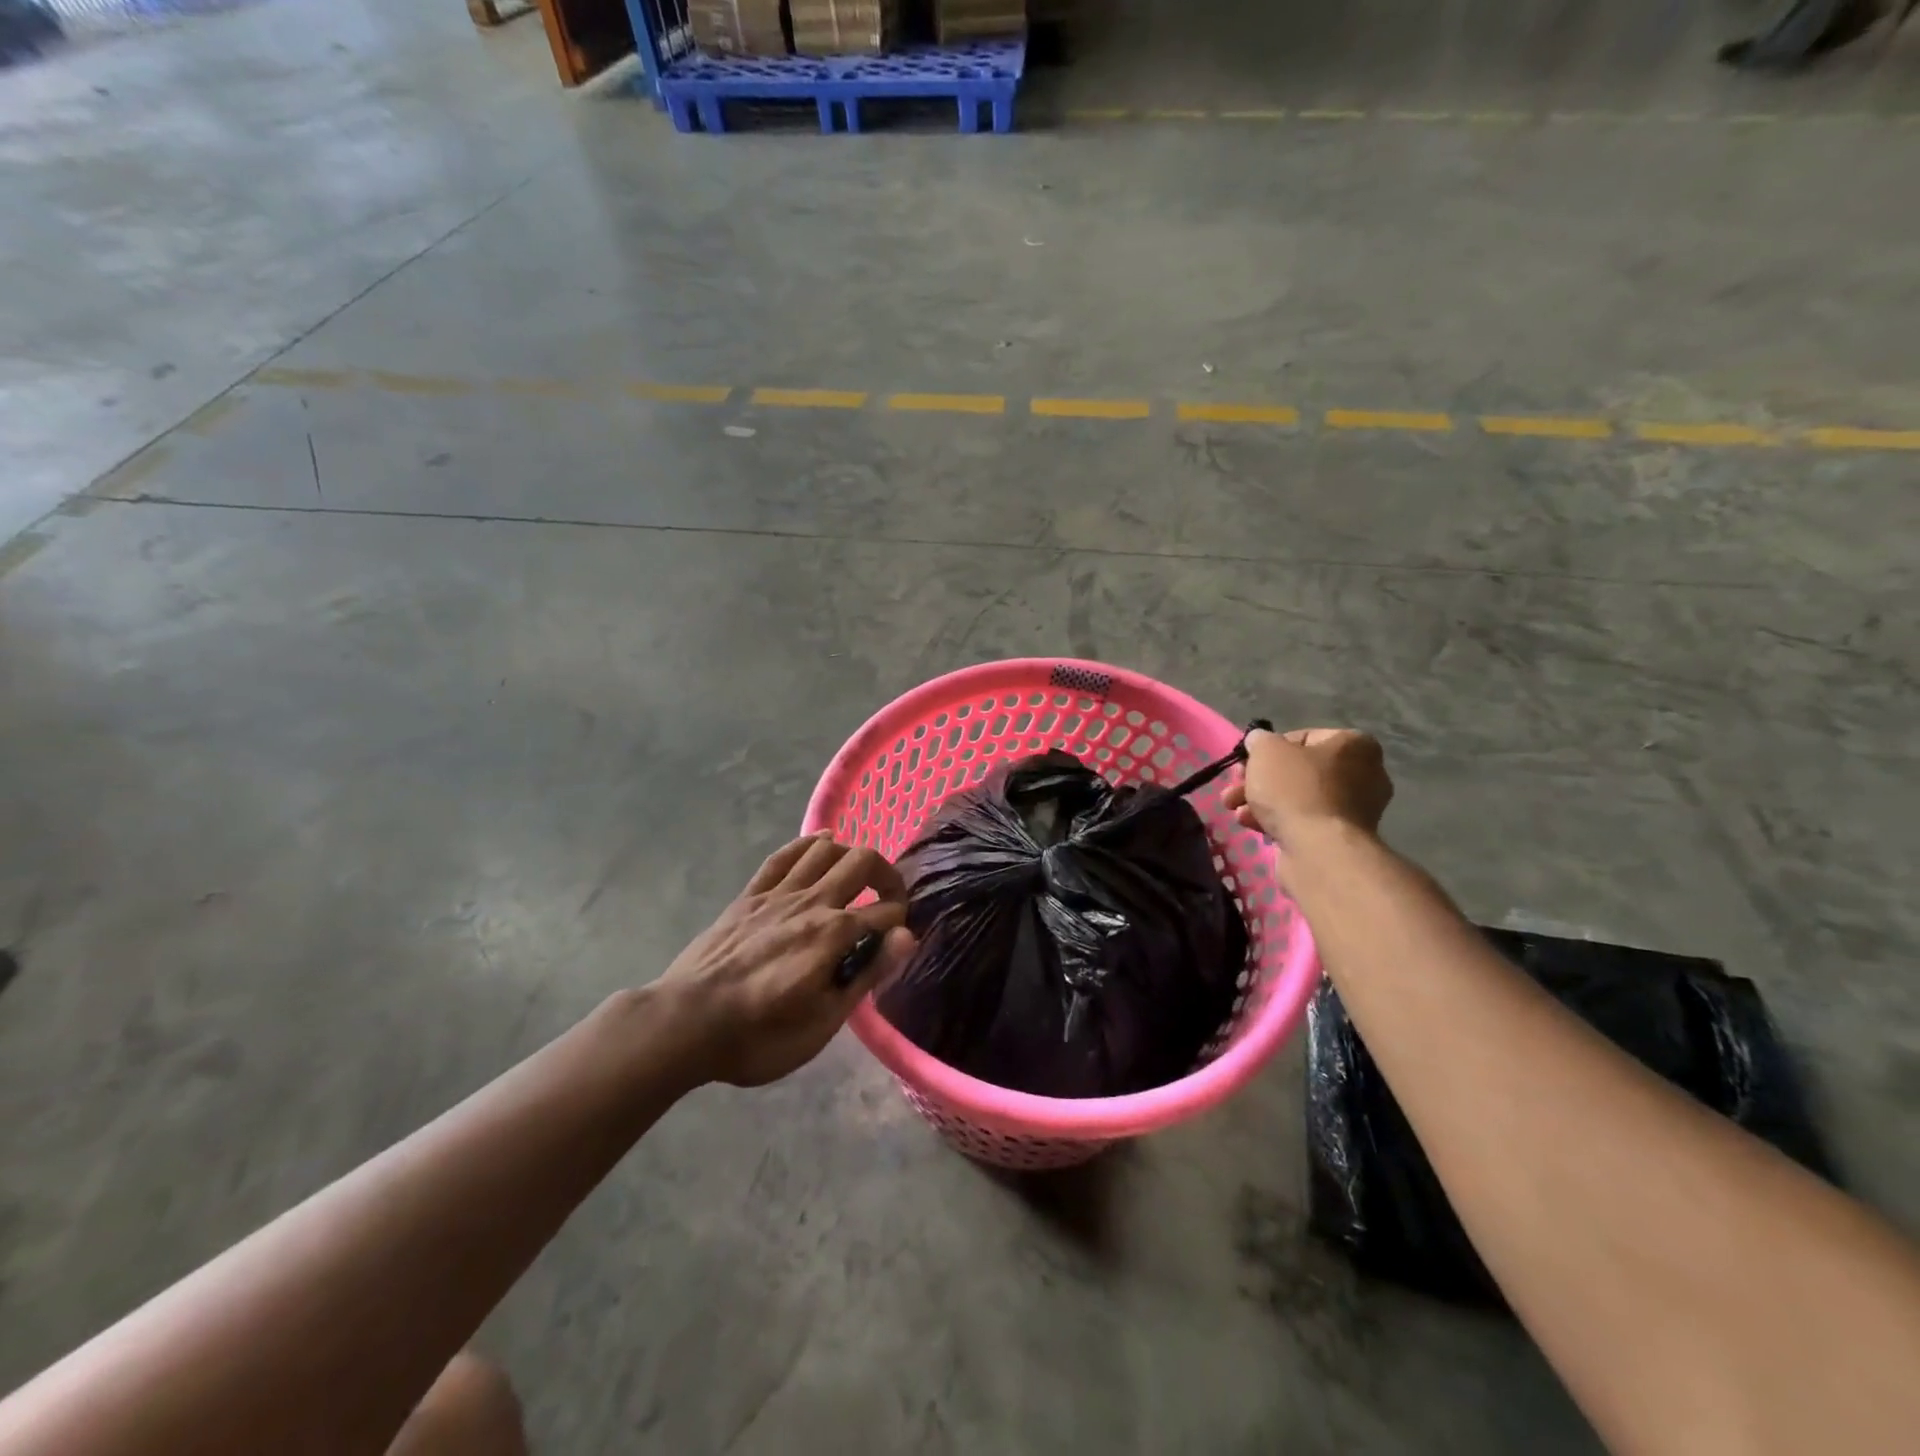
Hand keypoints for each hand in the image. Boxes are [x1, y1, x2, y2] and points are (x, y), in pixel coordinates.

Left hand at [657, 832, 915, 1087]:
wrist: (685, 1023)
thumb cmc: (759, 1036)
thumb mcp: (823, 1021)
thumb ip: (867, 974)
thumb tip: (907, 937)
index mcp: (834, 934)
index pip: (886, 913)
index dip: (901, 923)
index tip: (898, 941)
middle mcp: (812, 901)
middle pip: (862, 861)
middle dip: (886, 875)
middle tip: (889, 900)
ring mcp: (778, 893)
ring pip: (825, 849)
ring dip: (850, 855)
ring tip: (858, 877)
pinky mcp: (750, 894)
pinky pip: (784, 855)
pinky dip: (808, 843)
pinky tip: (822, 841)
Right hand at [1224, 728, 1392, 845]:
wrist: (1318, 849)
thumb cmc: (1295, 788)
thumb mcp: (1267, 750)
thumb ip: (1260, 740)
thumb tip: (1259, 741)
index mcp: (1354, 745)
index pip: (1302, 737)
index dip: (1268, 749)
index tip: (1246, 762)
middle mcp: (1363, 774)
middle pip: (1297, 770)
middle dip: (1259, 779)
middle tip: (1234, 786)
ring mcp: (1354, 809)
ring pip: (1297, 797)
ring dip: (1261, 801)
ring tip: (1233, 808)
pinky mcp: (1339, 837)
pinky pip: (1303, 821)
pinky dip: (1276, 820)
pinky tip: (1251, 824)